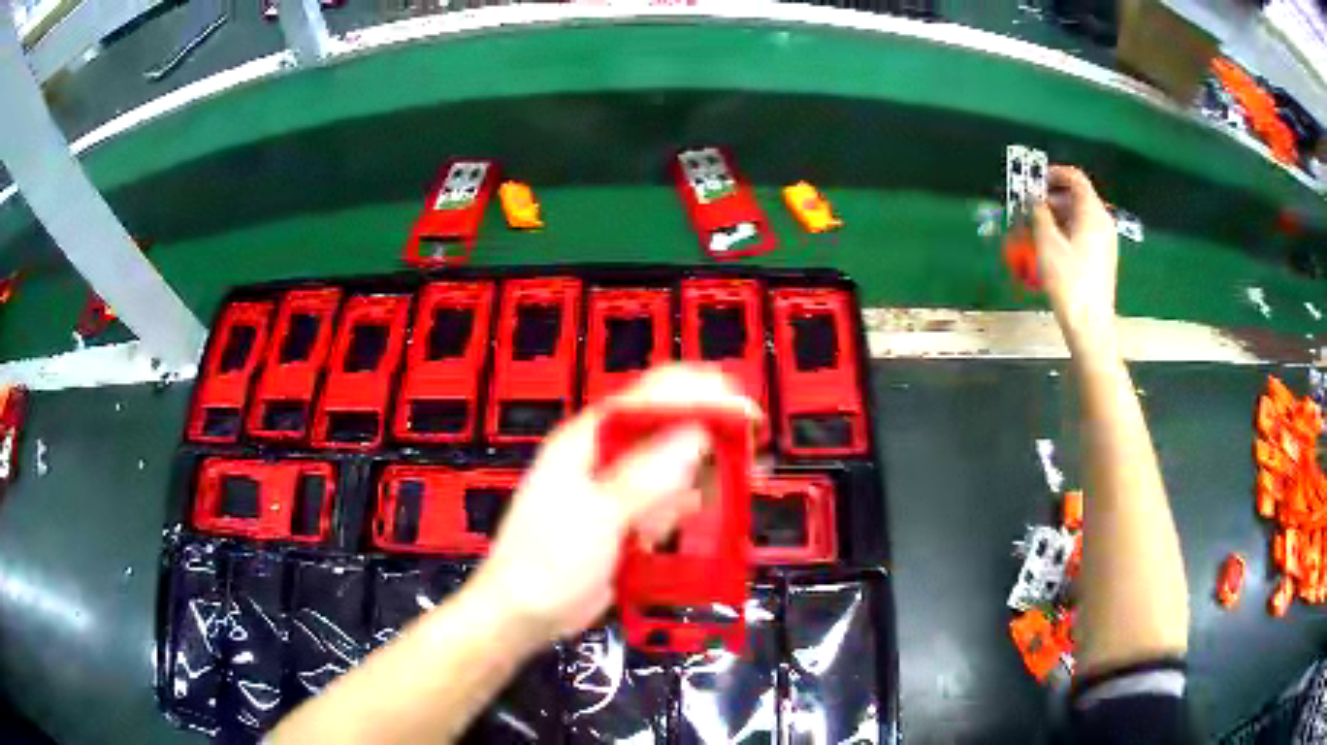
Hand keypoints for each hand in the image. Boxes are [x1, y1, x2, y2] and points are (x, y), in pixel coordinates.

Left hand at [466, 365, 761, 640]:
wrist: (524, 614)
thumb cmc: (547, 561)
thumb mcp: (596, 516)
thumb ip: (646, 476)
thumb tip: (698, 432)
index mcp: (587, 440)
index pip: (647, 397)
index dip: (696, 392)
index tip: (740, 405)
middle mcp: (605, 457)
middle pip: (665, 427)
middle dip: (709, 427)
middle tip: (753, 440)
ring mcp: (617, 491)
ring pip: (672, 465)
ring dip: (707, 466)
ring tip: (747, 472)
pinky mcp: (627, 522)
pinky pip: (667, 502)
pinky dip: (692, 501)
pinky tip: (716, 505)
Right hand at [1030, 166, 1119, 352]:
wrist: (1090, 324)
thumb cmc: (1069, 282)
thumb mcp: (1047, 243)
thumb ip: (1039, 214)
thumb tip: (1035, 199)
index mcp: (1092, 212)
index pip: (1075, 178)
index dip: (1054, 174)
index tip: (1034, 181)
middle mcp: (1103, 222)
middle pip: (1077, 196)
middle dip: (1053, 198)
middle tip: (1030, 208)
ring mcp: (1105, 241)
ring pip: (1080, 216)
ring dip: (1058, 216)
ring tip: (1037, 229)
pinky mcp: (1103, 257)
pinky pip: (1084, 232)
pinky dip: (1067, 231)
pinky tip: (1052, 248)